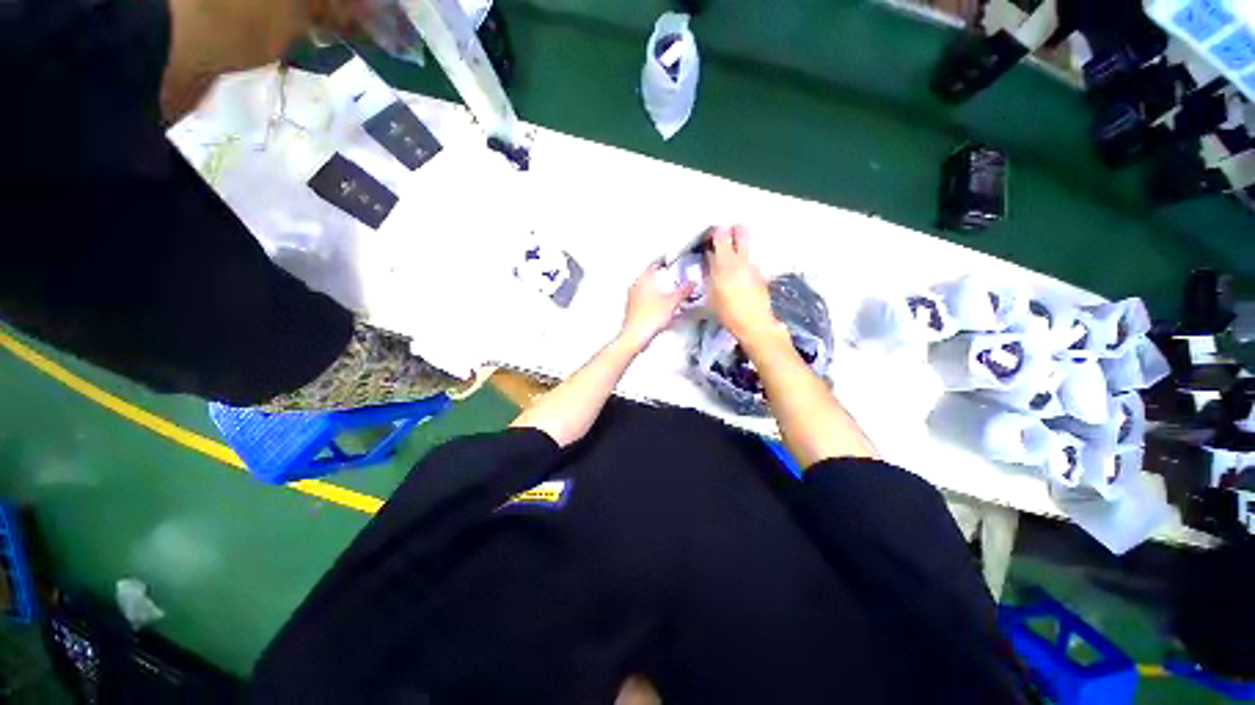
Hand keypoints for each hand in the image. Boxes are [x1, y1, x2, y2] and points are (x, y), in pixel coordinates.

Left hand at [619, 263, 693, 351]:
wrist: (635, 336)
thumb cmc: (651, 316)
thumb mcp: (672, 302)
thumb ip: (683, 291)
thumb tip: (693, 283)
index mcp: (643, 280)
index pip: (654, 265)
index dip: (664, 263)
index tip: (672, 262)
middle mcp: (635, 287)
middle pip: (650, 278)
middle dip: (662, 279)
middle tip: (674, 279)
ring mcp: (632, 299)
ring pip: (647, 290)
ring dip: (658, 291)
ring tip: (670, 295)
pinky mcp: (632, 311)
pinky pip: (645, 302)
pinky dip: (654, 302)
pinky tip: (662, 309)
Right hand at [706, 225, 784, 345]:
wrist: (753, 323)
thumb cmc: (726, 312)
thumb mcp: (710, 294)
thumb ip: (709, 274)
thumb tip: (710, 261)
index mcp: (724, 263)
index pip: (720, 235)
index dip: (715, 232)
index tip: (710, 236)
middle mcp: (740, 259)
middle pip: (741, 231)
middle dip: (733, 230)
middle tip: (725, 236)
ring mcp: (753, 265)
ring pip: (747, 245)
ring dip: (739, 246)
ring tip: (731, 258)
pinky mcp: (761, 273)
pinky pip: (750, 260)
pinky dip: (744, 262)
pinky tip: (739, 275)